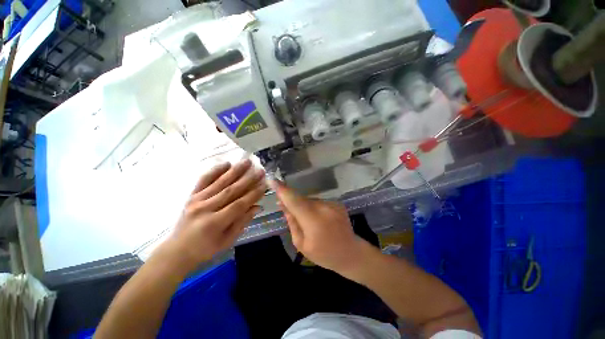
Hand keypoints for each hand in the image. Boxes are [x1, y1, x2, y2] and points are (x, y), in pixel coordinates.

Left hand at [163, 160, 266, 269]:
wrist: (177, 250)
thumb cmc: (205, 249)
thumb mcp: (227, 241)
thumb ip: (242, 222)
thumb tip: (257, 206)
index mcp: (215, 223)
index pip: (239, 205)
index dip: (253, 194)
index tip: (264, 184)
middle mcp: (205, 208)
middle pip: (231, 190)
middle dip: (248, 179)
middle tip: (260, 170)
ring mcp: (197, 200)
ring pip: (219, 182)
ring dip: (235, 171)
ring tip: (247, 162)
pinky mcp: (191, 195)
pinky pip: (203, 180)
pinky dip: (215, 170)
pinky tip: (226, 163)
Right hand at [271, 180, 366, 272]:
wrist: (351, 253)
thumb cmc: (324, 254)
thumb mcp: (301, 244)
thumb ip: (292, 222)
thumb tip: (283, 204)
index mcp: (314, 221)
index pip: (294, 201)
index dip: (283, 190)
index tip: (273, 180)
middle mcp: (324, 208)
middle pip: (302, 199)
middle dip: (292, 202)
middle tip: (286, 210)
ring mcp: (332, 204)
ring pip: (310, 200)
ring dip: (304, 207)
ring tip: (309, 222)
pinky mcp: (337, 203)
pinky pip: (319, 202)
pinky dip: (314, 208)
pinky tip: (319, 220)